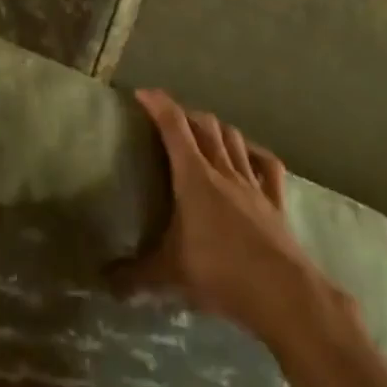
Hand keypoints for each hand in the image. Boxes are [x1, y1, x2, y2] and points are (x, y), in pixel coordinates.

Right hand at [121, 89, 333, 342]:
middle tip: (170, 119)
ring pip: (234, 139)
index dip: (158, 104)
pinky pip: (267, 166)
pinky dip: (255, 154)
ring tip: (205, 132)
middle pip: (206, 125)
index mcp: (194, 176)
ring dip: (217, 129)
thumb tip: (104, 281)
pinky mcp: (275, 202)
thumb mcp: (170, 275)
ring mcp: (252, 184)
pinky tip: (250, 155)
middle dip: (186, 114)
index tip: (142, 93)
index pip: (173, 126)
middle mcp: (223, 170)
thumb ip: (135, 275)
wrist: (282, 293)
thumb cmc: (220, 273)